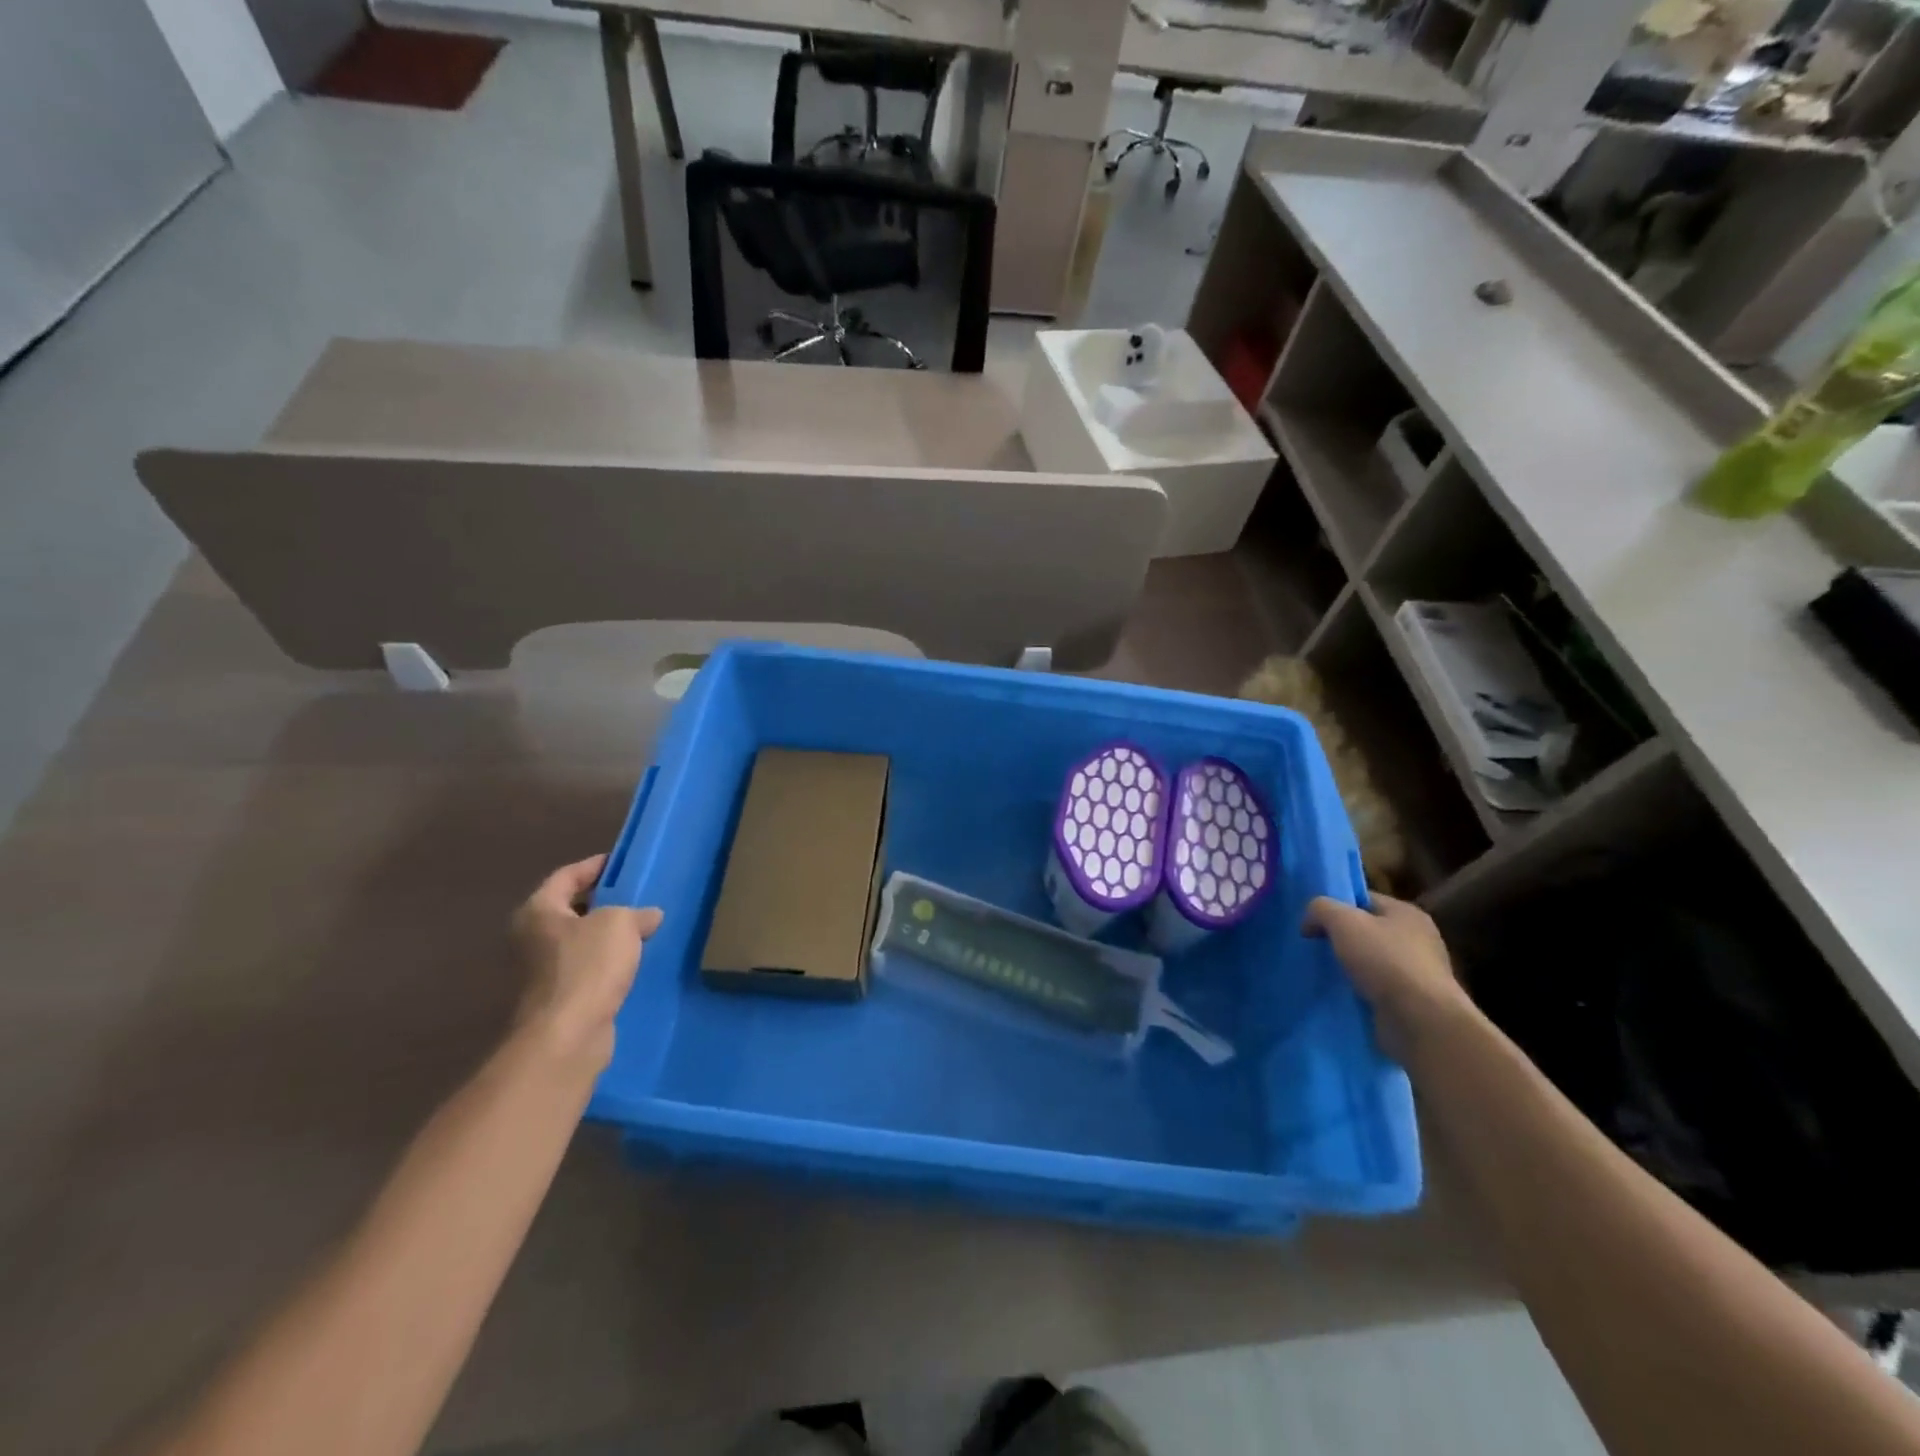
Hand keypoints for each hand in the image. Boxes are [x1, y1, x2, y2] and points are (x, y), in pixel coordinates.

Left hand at [509, 855, 661, 1069]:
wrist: (567, 1035)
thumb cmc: (588, 966)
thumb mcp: (619, 923)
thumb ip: (636, 912)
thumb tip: (649, 916)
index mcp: (538, 911)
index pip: (567, 876)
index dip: (596, 866)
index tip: (623, 863)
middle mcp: (532, 938)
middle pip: (571, 909)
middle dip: (604, 902)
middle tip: (638, 895)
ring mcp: (542, 972)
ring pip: (580, 942)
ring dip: (607, 936)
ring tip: (643, 928)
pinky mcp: (558, 999)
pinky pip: (587, 969)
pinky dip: (607, 964)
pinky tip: (634, 963)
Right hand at [1303, 893, 1470, 1058]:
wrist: (1420, 1021)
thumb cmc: (1384, 961)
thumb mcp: (1342, 921)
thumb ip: (1321, 908)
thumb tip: (1310, 921)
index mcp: (1407, 913)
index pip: (1364, 900)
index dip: (1336, 906)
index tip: (1313, 922)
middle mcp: (1418, 939)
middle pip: (1368, 930)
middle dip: (1341, 938)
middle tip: (1314, 947)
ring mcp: (1419, 972)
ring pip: (1371, 961)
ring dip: (1350, 967)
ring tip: (1323, 973)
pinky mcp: (1414, 1002)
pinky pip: (1378, 988)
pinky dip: (1360, 990)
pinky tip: (1342, 994)